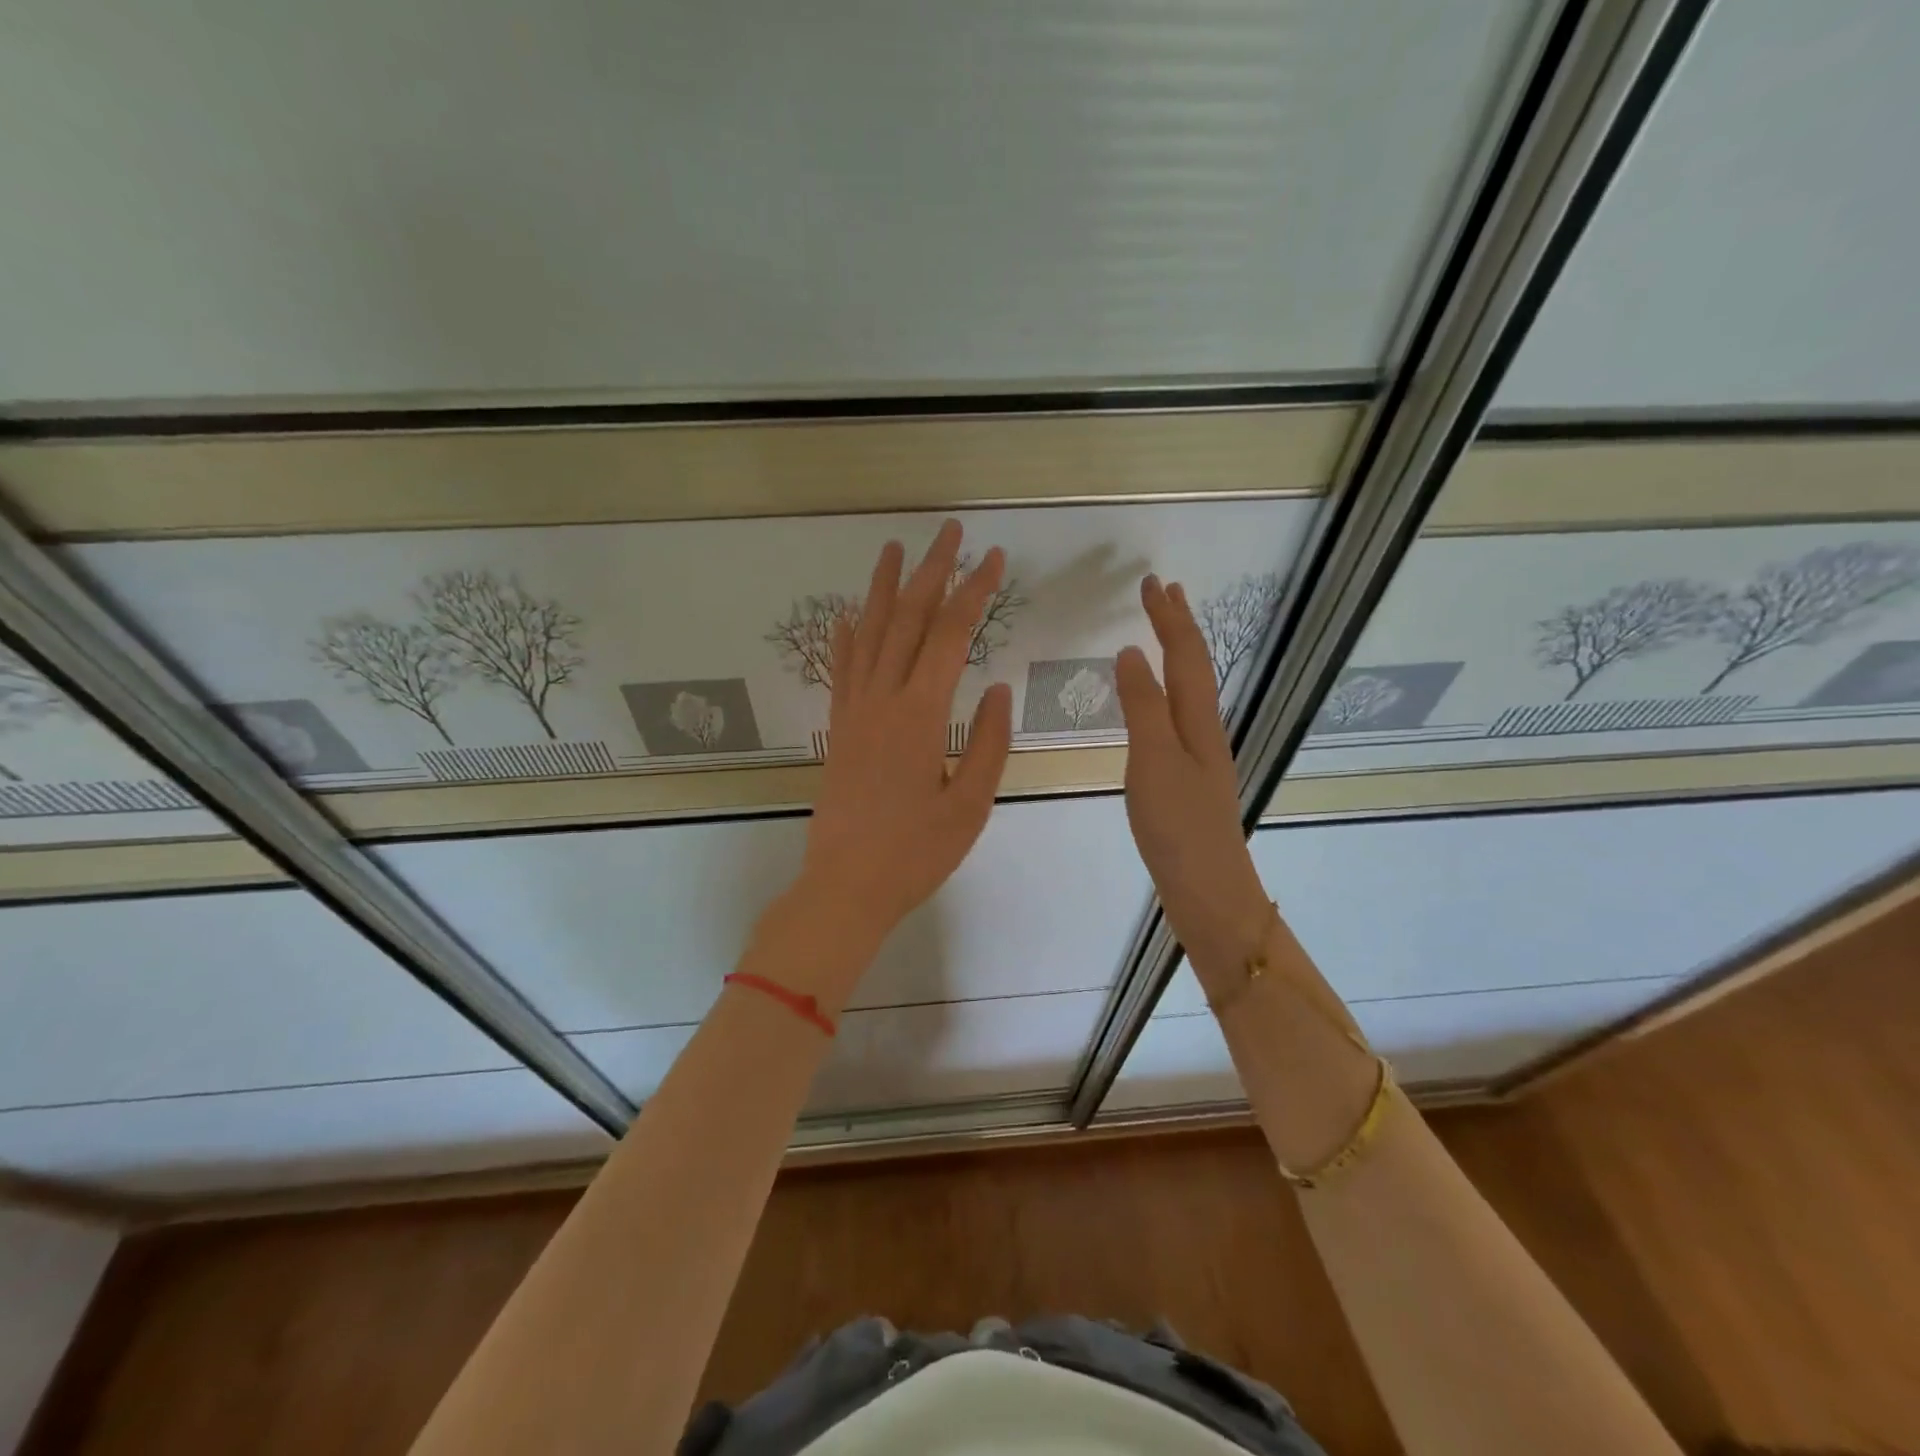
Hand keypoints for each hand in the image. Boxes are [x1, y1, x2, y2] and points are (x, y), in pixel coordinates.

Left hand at [797, 519, 1014, 957]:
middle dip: (930, 571)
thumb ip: (989, 743)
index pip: (949, 636)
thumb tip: (998, 688)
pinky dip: (845, 637)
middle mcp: (881, 700)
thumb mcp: (969, 805)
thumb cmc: (915, 854)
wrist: (845, 888)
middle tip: (949, 532)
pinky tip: (847, 615)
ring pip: (867, 635)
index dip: (974, 593)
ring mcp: (853, 712)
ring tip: (893, 548)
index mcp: (920, 715)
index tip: (995, 560)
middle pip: (905, 620)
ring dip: (882, 588)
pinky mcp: (838, 729)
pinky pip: (841, 670)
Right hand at [1114, 575, 1271, 986]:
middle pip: (1195, 667)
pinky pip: (1179, 715)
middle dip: (1179, 627)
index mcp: (1197, 721)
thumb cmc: (1178, 825)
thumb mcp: (1153, 761)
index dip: (1168, 618)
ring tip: (1162, 634)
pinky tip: (1159, 703)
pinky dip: (1168, 690)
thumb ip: (1142, 706)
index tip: (1151, 582)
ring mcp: (1200, 755)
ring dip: (1177, 655)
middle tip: (1164, 593)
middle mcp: (1204, 730)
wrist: (1208, 889)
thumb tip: (1132, 652)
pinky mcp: (1190, 778)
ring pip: (1190, 690)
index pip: (1184, 655)